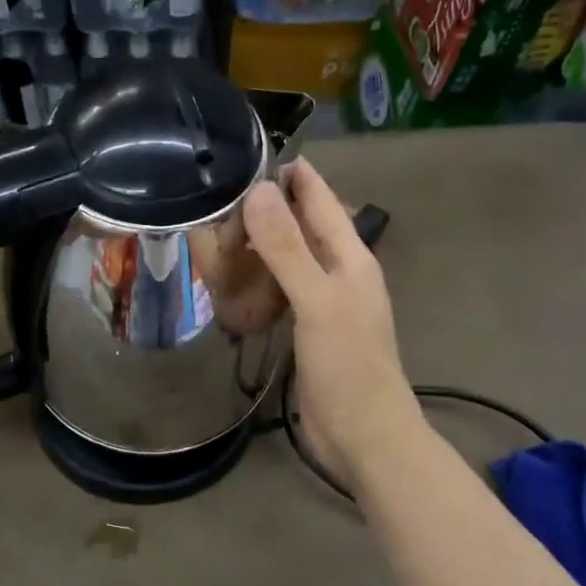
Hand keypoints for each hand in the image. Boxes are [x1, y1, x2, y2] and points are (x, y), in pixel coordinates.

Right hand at [243, 161, 420, 488]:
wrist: (363, 435)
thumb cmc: (347, 365)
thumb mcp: (317, 301)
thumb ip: (288, 248)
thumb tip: (260, 191)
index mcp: (351, 258)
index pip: (322, 201)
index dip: (296, 175)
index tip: (257, 150)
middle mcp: (339, 273)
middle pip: (306, 227)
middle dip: (273, 205)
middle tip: (224, 190)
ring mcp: (324, 303)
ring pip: (292, 258)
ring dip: (264, 241)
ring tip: (223, 225)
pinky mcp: (308, 330)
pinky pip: (283, 289)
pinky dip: (261, 277)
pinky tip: (236, 277)